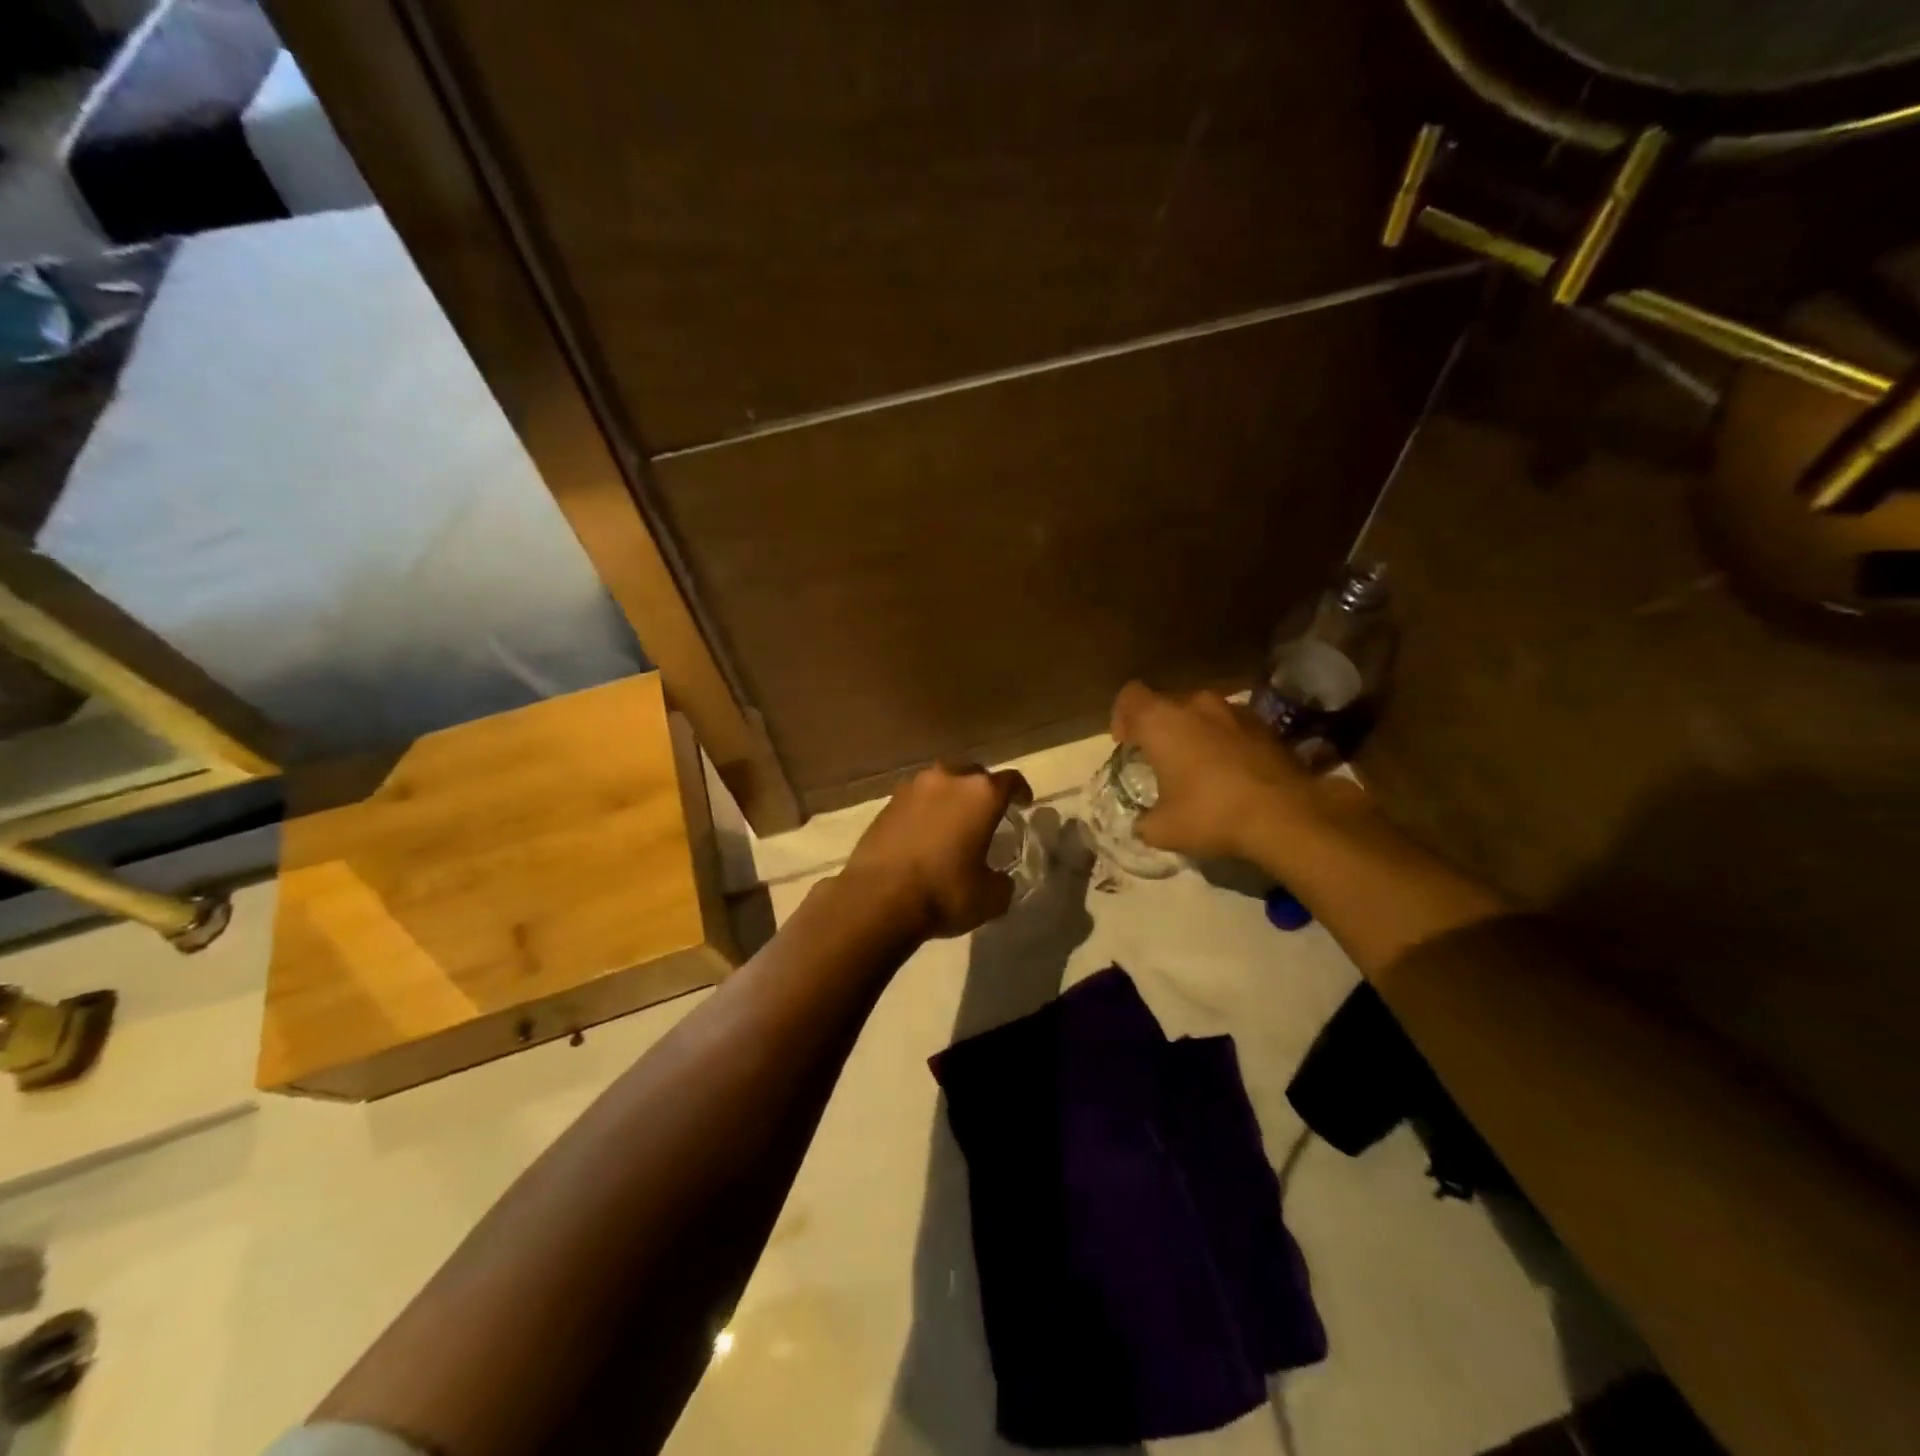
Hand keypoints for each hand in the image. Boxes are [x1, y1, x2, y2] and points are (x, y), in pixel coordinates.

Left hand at [841, 763, 1032, 939]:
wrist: (877, 898)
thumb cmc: (944, 892)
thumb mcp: (990, 898)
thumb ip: (1002, 882)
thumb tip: (999, 880)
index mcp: (981, 794)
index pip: (1010, 781)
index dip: (1020, 791)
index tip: (1023, 803)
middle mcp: (947, 779)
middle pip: (972, 775)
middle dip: (982, 791)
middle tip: (985, 814)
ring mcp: (912, 788)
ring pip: (940, 784)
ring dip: (949, 798)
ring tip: (951, 823)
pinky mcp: (885, 804)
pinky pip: (915, 800)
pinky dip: (924, 812)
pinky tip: (923, 835)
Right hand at [1110, 681, 1361, 862]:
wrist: (1285, 814)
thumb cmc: (1210, 813)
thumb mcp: (1163, 830)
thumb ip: (1144, 822)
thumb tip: (1143, 825)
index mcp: (1161, 721)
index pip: (1130, 696)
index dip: (1122, 716)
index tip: (1126, 744)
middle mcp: (1195, 705)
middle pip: (1166, 703)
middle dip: (1159, 727)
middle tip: (1160, 759)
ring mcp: (1233, 711)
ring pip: (1201, 713)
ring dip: (1193, 733)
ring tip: (1197, 766)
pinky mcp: (1264, 725)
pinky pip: (1230, 725)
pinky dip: (1223, 741)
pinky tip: (1229, 772)